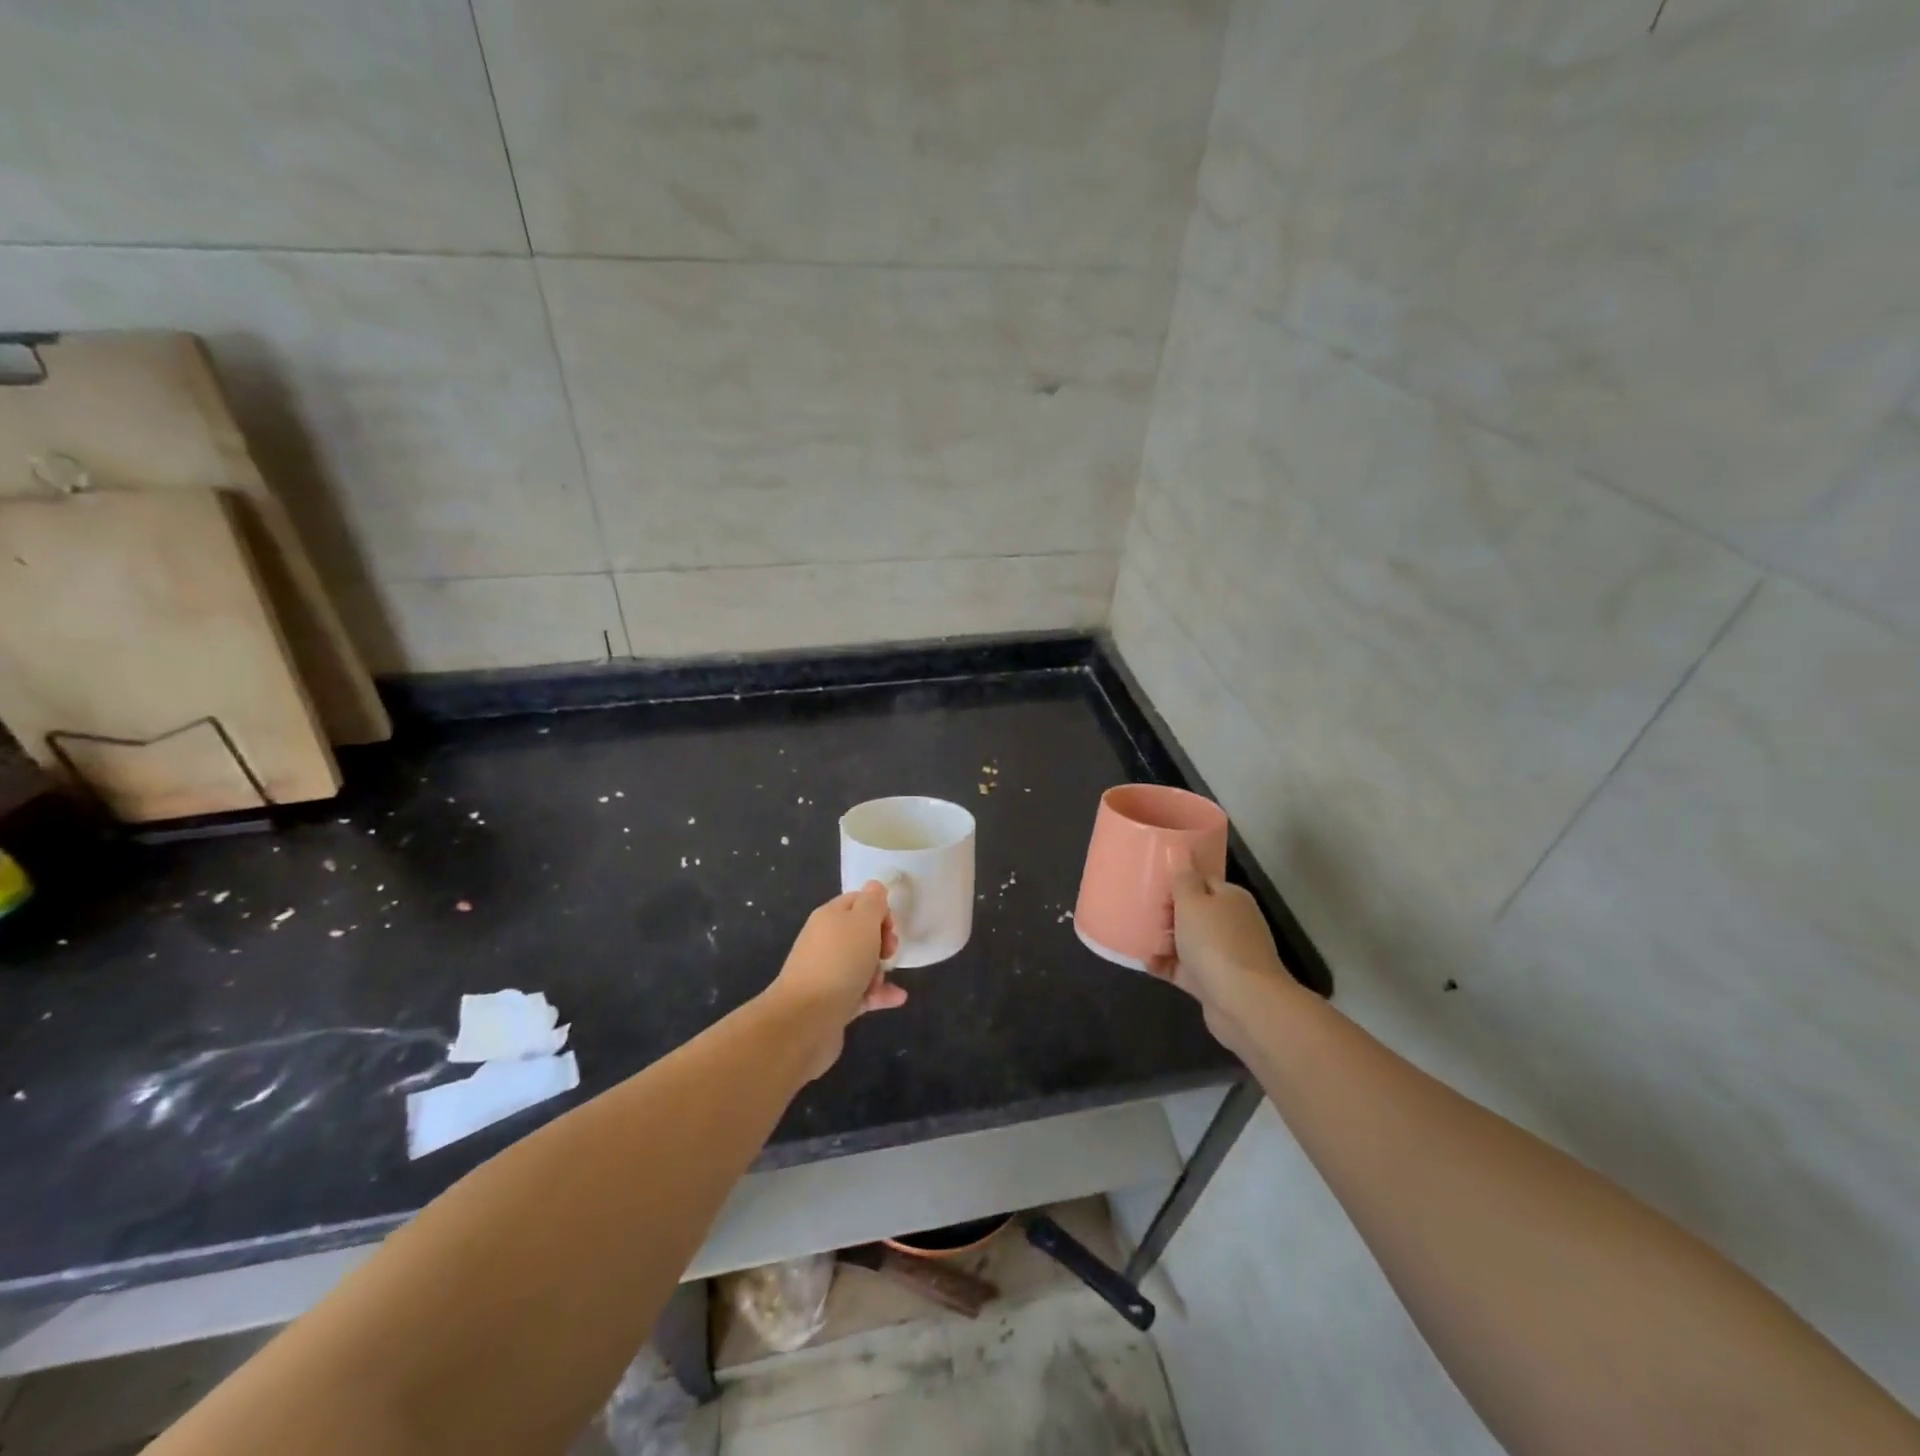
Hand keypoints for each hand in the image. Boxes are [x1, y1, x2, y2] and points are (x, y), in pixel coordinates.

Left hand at [768, 881, 906, 1079]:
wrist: (805, 1019)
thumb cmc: (839, 962)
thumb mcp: (862, 922)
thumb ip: (873, 902)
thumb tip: (875, 887)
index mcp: (830, 916)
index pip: (858, 901)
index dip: (879, 910)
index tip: (890, 926)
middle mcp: (826, 941)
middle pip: (861, 933)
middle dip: (882, 941)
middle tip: (888, 952)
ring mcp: (828, 973)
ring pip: (862, 964)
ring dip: (880, 970)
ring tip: (884, 980)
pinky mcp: (834, 1002)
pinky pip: (862, 992)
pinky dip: (880, 994)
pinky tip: (897, 998)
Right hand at [1149, 863, 1290, 1053]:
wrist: (1244, 1002)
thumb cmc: (1216, 942)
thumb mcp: (1193, 901)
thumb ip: (1184, 879)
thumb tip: (1183, 854)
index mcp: (1230, 898)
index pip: (1202, 880)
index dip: (1178, 882)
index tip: (1151, 884)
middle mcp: (1230, 923)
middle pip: (1194, 912)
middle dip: (1167, 912)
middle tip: (1141, 912)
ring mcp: (1223, 954)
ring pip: (1187, 941)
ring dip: (1164, 940)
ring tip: (1136, 936)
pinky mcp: (1212, 982)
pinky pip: (1183, 968)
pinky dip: (1166, 965)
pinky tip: (1144, 962)